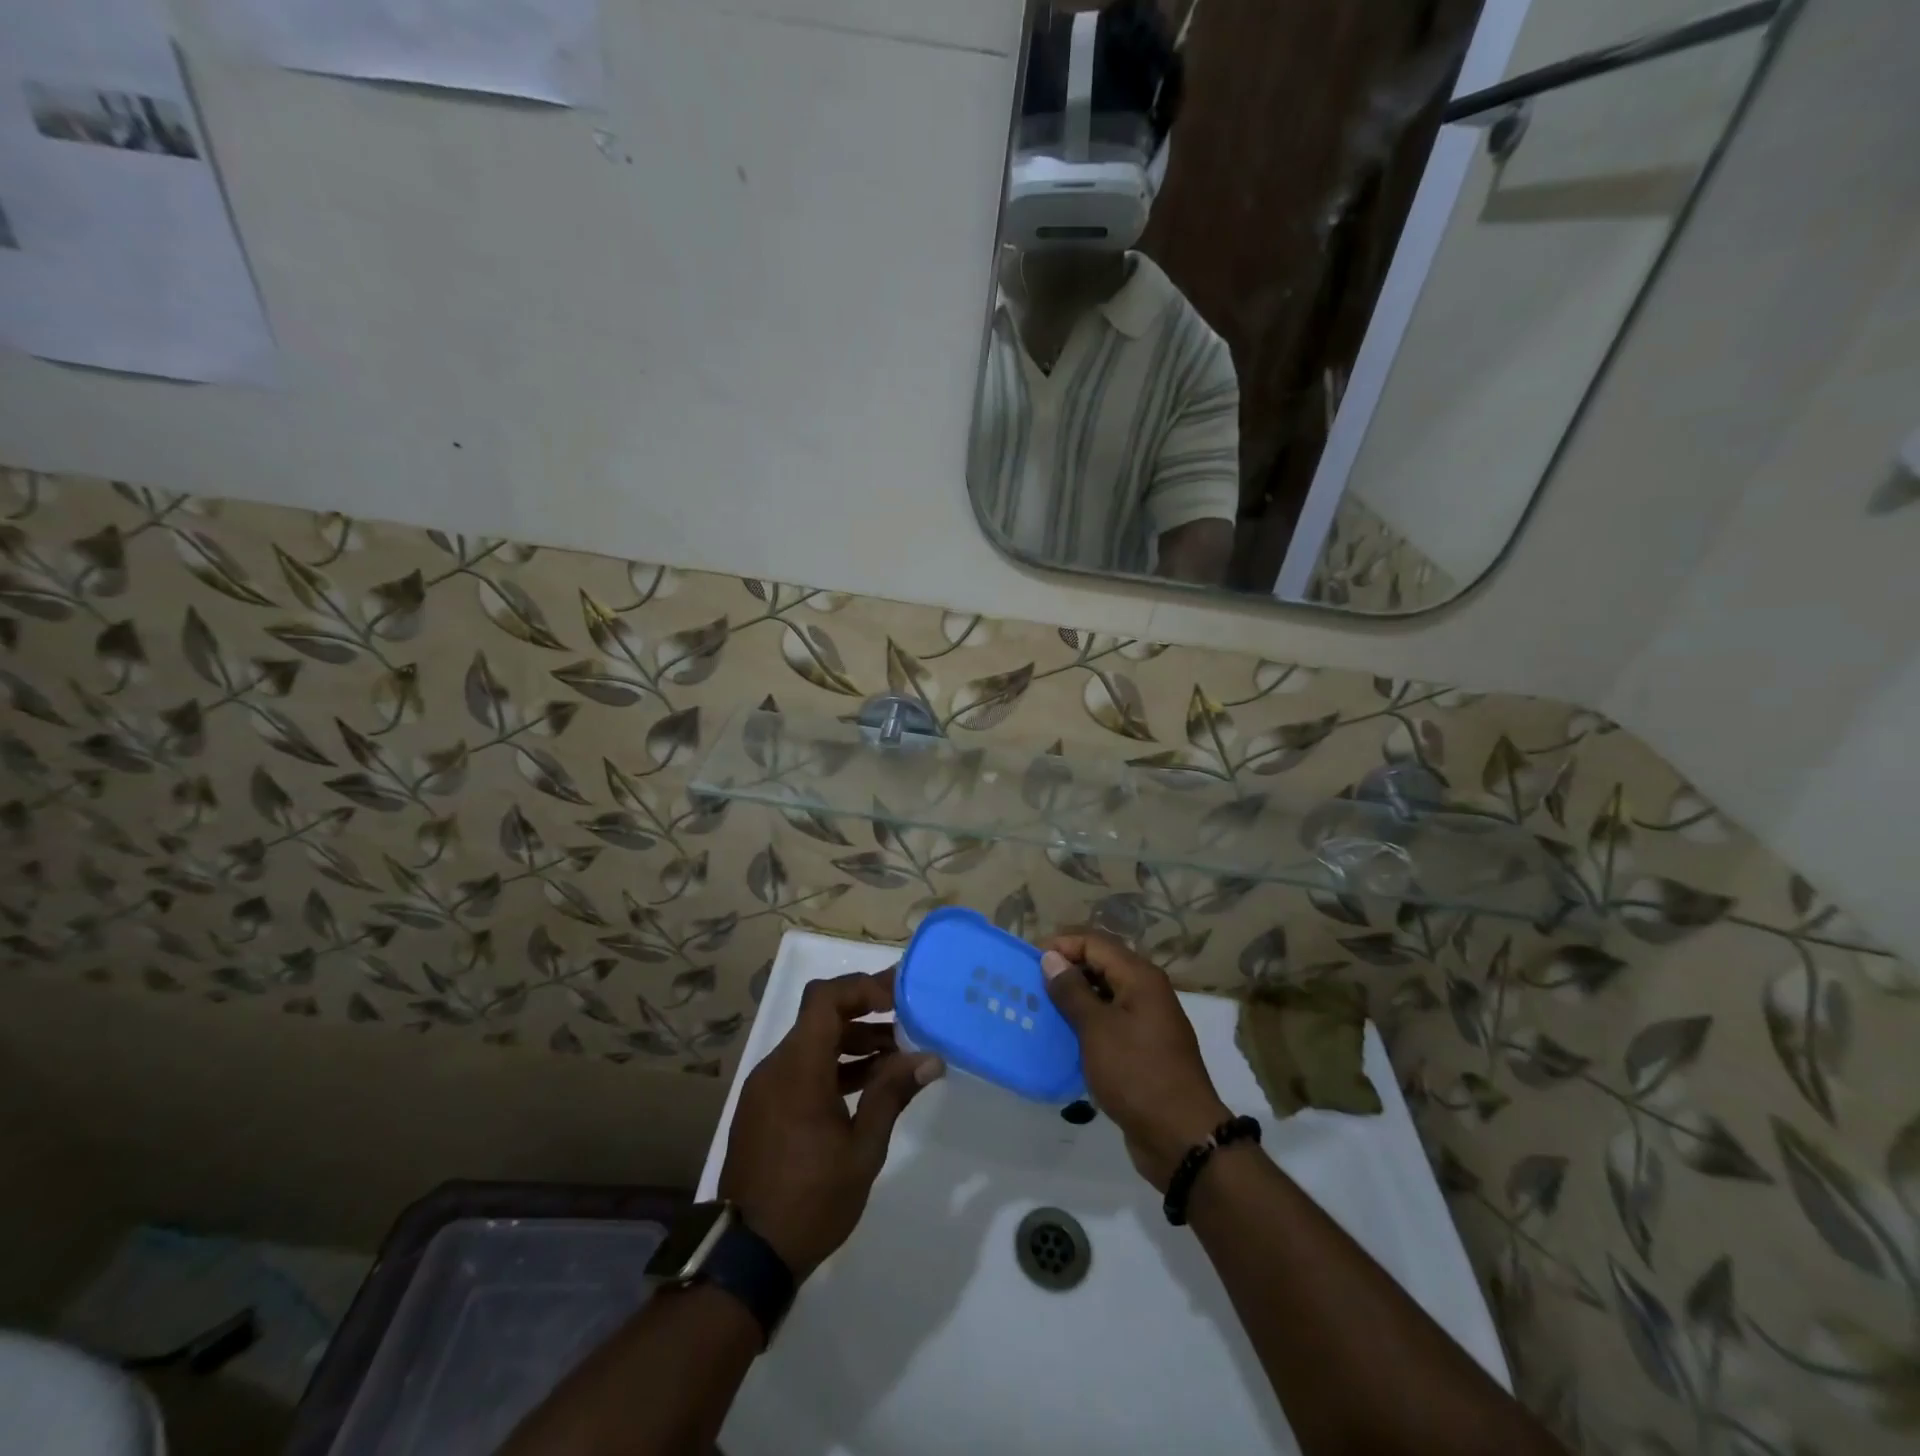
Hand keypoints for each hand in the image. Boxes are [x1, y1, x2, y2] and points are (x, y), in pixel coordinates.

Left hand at [718, 969, 943, 1279]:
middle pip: (821, 1017)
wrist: (747, 1258)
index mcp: (798, 1068)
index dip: (863, 988)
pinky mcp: (764, 1108)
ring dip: (853, 1041)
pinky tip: (867, 1086)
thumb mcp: (863, 1149)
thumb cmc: (811, 1200)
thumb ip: (892, 1094)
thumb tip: (930, 1057)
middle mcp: (776, 1067)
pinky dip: (834, 1065)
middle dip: (866, 1012)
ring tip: (898, 1055)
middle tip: (908, 1018)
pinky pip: (802, 1069)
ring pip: (813, 1043)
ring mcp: (766, 1088)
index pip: (825, 998)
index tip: (899, 997)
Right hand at [1041, 930, 1230, 1191]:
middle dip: (1066, 970)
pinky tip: (1063, 1037)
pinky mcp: (1142, 1048)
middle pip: (1101, 964)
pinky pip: (1109, 1022)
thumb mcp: (1097, 1029)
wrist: (1181, 1137)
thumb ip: (1072, 991)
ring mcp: (1146, 1020)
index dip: (1062, 945)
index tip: (1029, 962)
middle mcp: (1146, 991)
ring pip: (1104, 994)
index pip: (1095, 942)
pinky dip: (1086, 1023)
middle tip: (1031, 985)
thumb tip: (1051, 958)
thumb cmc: (1137, 1074)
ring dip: (1074, 998)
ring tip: (1041, 1010)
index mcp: (1140, 977)